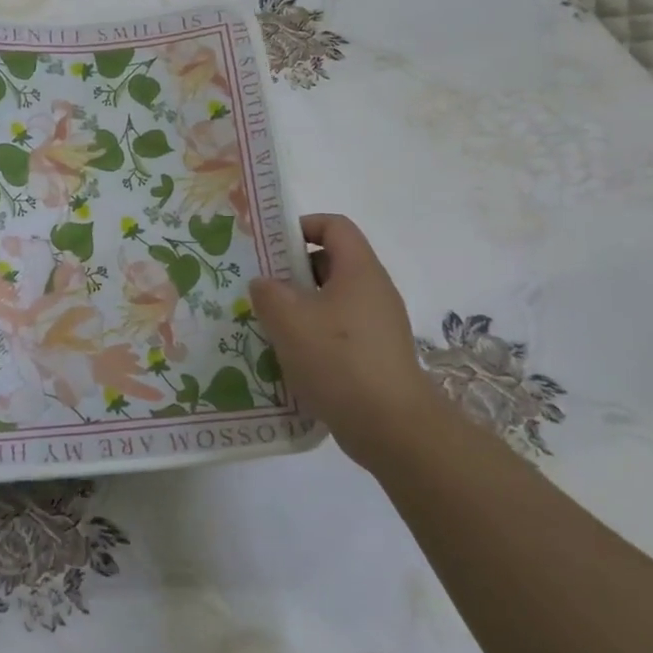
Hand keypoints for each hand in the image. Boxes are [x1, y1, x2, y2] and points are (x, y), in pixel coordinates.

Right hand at [248, 213, 442, 468]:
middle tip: (261, 290)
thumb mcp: (289, 319)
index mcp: (359, 270)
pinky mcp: (376, 355)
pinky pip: (339, 331)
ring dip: (300, 308)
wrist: (391, 426)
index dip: (302, 226)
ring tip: (269, 326)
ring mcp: (378, 325)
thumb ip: (268, 292)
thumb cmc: (339, 360)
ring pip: (332, 301)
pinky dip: (313, 336)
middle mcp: (374, 291)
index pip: (334, 226)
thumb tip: (264, 283)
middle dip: (293, 272)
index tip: (270, 247)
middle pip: (331, 263)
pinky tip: (290, 358)